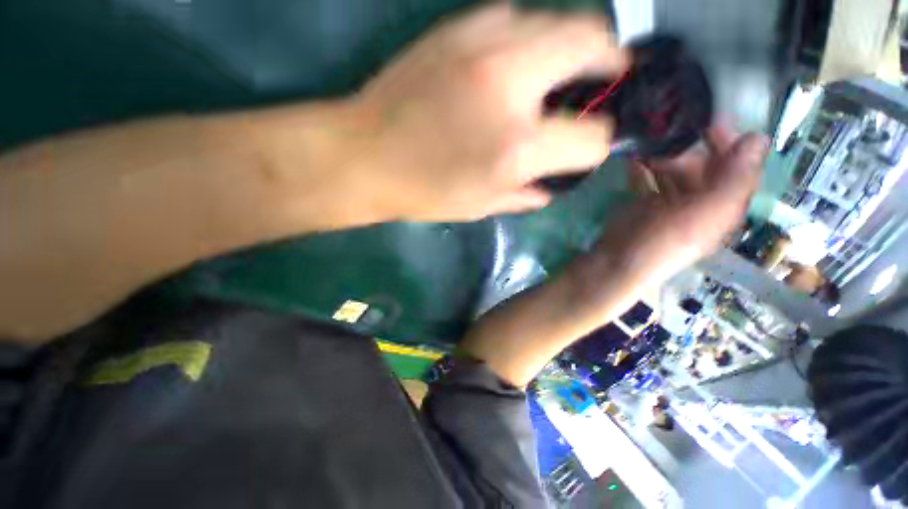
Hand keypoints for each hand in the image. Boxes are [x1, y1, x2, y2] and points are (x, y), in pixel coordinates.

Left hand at [354, 4, 627, 221]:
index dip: (597, 146)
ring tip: (562, 67)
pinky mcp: (456, 28)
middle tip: (606, 77)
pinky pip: (514, 15)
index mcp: (517, 148)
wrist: (364, 156)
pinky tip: (515, 58)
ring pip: (557, 18)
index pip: (593, 139)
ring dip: (571, 42)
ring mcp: (483, 45)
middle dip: (609, 61)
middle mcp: (511, 87)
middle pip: (592, 43)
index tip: (587, 148)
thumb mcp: (479, 206)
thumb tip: (549, 188)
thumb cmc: (423, 192)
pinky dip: (528, 35)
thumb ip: (523, 195)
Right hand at [590, 125, 767, 288]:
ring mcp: (670, 203)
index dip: (731, 146)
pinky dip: (642, 168)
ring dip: (663, 157)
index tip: (711, 124)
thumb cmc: (661, 242)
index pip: (738, 170)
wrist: (616, 262)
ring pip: (674, 171)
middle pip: (704, 168)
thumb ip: (733, 180)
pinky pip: (649, 179)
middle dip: (690, 150)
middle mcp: (700, 203)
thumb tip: (759, 139)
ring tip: (645, 145)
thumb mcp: (702, 214)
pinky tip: (632, 158)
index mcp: (723, 206)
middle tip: (667, 136)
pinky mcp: (645, 204)